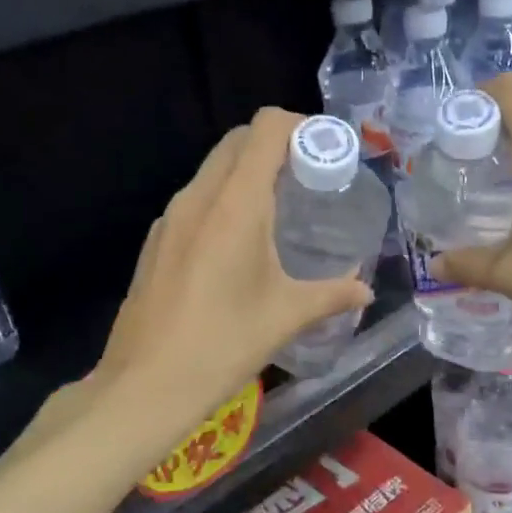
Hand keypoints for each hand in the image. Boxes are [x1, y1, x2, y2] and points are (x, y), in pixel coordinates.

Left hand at [95, 108, 371, 414]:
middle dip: (276, 145)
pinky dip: (224, 200)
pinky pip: (196, 200)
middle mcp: (197, 198)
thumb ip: (333, 295)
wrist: (145, 386)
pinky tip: (240, 244)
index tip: (325, 151)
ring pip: (213, 170)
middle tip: (310, 178)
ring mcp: (170, 219)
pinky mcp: (156, 242)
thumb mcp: (286, 317)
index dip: (299, 126)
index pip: (264, 129)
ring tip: (280, 209)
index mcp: (234, 205)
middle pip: (237, 142)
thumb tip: (366, 290)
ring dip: (247, 173)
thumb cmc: (223, 345)